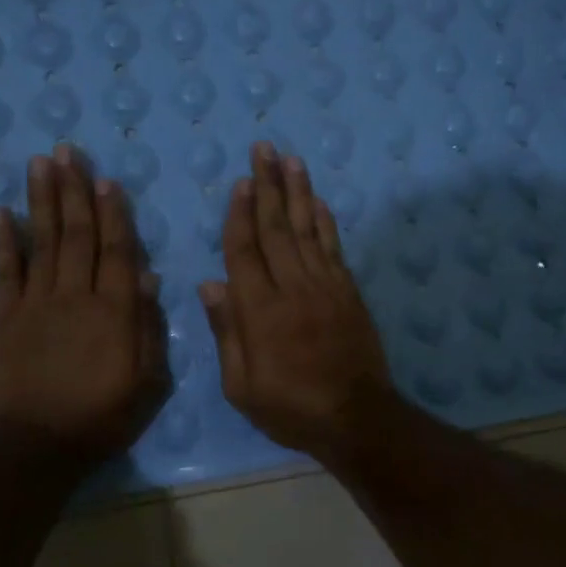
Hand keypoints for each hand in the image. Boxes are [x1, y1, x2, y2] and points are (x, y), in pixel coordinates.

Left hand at [0, 146, 169, 463]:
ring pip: (43, 242)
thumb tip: (148, 279)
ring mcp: (36, 303)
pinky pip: (5, 271)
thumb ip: (147, 329)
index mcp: (115, 311)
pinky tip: (3, 212)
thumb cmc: (101, 417)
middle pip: (77, 234)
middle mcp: (75, 295)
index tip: (107, 180)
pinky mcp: (4, 317)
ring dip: (43, 200)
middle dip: (74, 190)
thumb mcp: (147, 383)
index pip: (118, 251)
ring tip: (41, 163)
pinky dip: (4, 241)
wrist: (36, 446)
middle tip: (68, 151)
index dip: (114, 214)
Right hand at [200, 142, 394, 461]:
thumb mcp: (242, 387)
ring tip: (291, 159)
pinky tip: (318, 202)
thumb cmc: (291, 408)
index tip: (240, 182)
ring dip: (298, 192)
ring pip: (306, 230)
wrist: (356, 417)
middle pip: (276, 228)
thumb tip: (209, 285)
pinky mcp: (348, 292)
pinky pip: (334, 248)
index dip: (240, 214)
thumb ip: (227, 333)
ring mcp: (325, 286)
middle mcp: (292, 288)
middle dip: (268, 186)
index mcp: (260, 311)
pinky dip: (325, 223)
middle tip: (264, 149)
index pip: (244, 251)